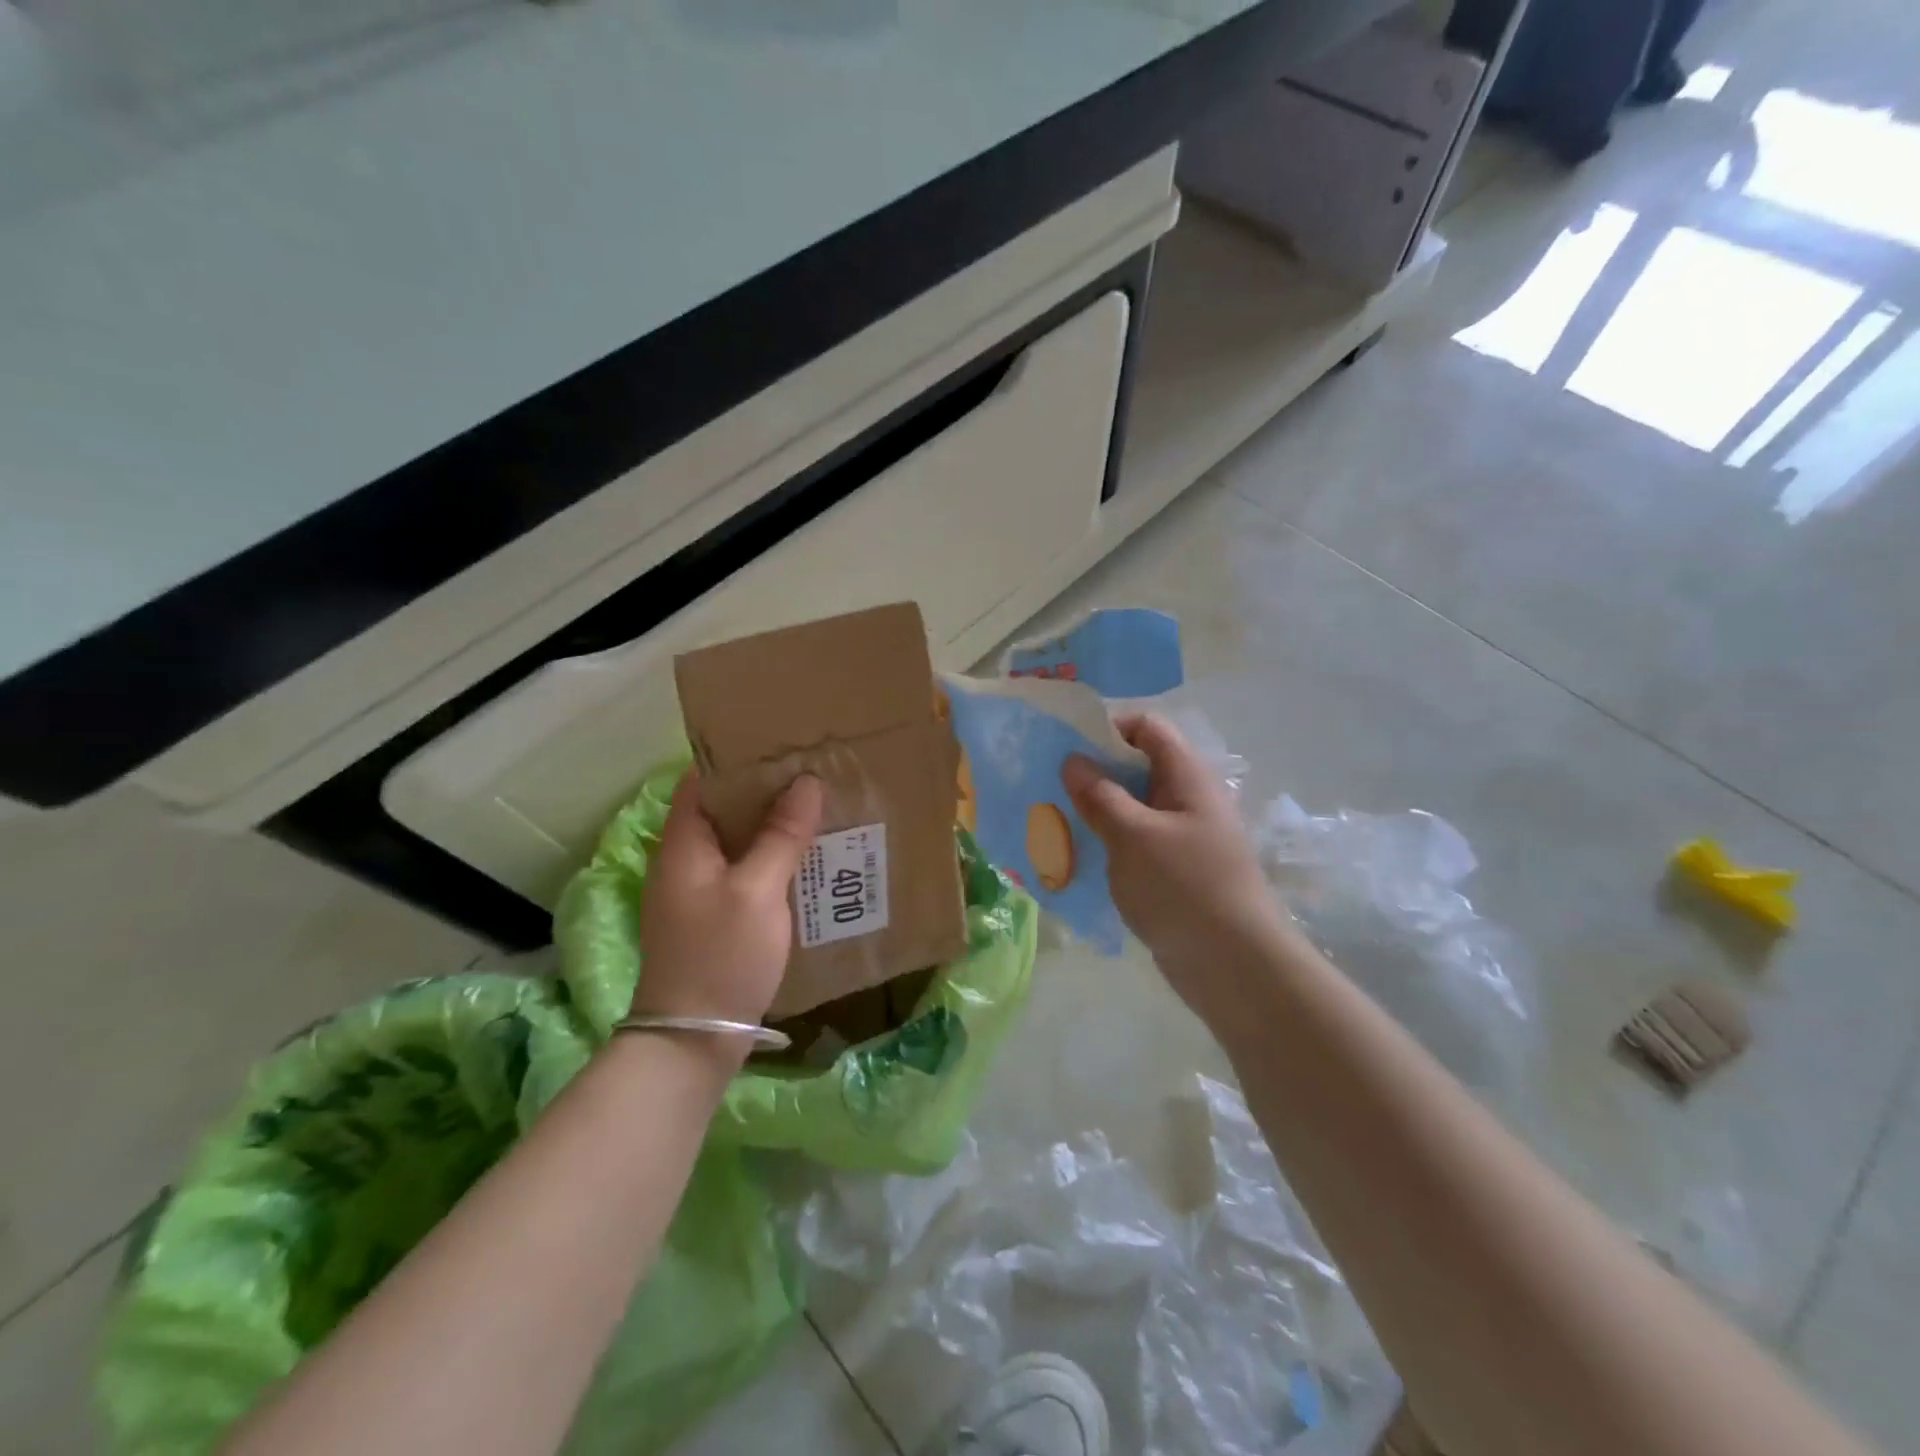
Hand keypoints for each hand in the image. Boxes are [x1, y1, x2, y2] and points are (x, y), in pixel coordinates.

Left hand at [633, 770, 823, 1029]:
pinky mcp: (714, 918)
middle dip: (764, 792)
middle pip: (723, 811)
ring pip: (738, 843)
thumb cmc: (721, 955)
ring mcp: (698, 892)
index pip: (701, 781)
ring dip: (772, 827)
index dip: (737, 759)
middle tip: (812, 774)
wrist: (693, 1039)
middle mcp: (685, 861)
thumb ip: (781, 835)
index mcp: (683, 844)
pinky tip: (806, 861)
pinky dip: (772, 860)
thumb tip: (805, 782)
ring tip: (817, 810)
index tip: (780, 745)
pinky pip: (745, 873)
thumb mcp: (757, 890)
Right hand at [1063, 714, 1298, 1017]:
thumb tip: (1073, 760)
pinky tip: (1078, 858)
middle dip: (1093, 773)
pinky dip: (1108, 844)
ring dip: (1096, 812)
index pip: (1147, 728)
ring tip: (1054, 823)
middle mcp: (1187, 800)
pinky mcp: (1174, 871)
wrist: (1234, 967)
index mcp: (1187, 777)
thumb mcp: (1134, 836)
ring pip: (1132, 808)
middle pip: (1137, 767)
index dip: (1108, 728)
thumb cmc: (1184, 888)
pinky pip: (1135, 843)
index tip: (1068, 749)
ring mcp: (1182, 837)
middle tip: (1051, 788)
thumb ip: (1100, 795)